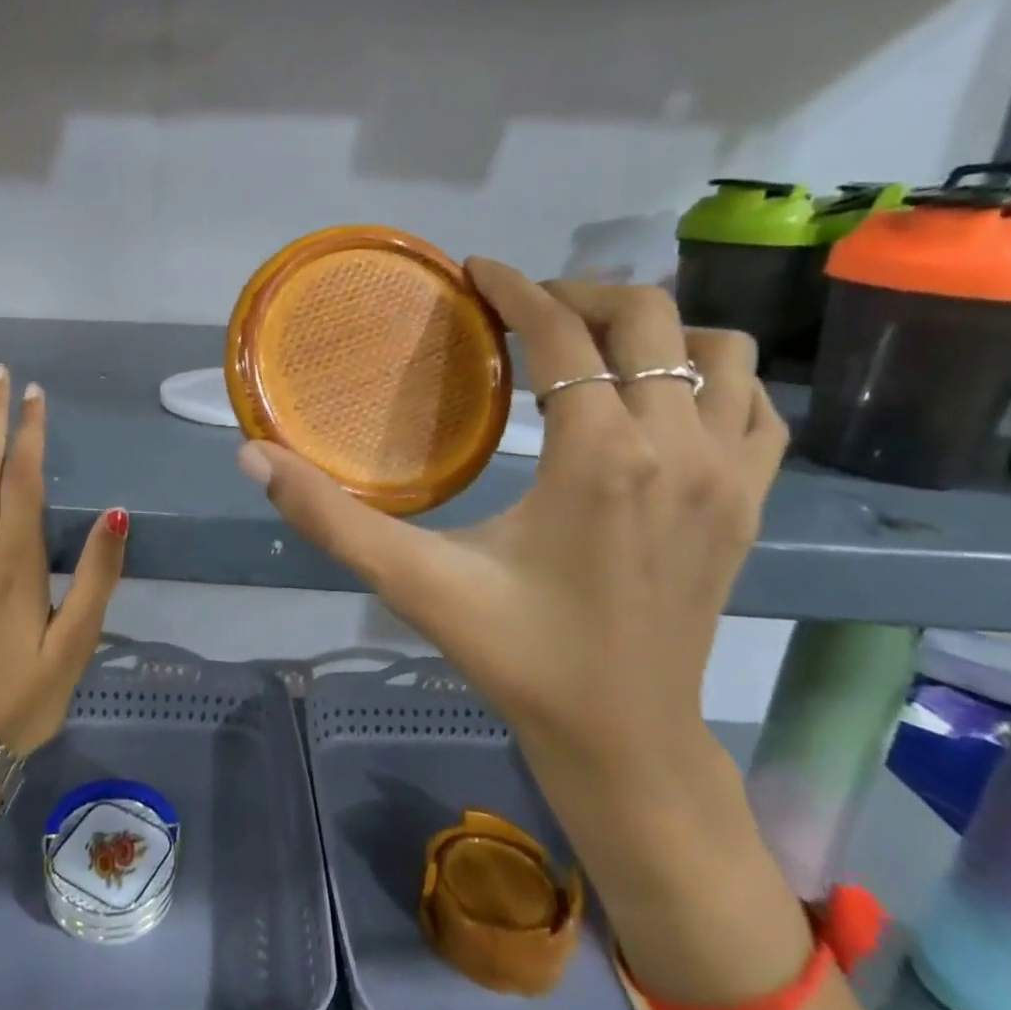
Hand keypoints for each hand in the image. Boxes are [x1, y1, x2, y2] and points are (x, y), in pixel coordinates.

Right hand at [236, 261, 786, 795]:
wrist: (624, 739)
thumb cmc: (518, 656)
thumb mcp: (414, 583)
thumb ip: (330, 518)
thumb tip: (254, 457)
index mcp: (602, 458)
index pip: (562, 336)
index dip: (516, 290)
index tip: (477, 270)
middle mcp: (681, 449)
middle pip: (647, 319)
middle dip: (577, 297)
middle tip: (521, 312)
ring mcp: (734, 475)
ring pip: (718, 350)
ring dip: (652, 332)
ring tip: (590, 350)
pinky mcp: (753, 502)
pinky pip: (756, 404)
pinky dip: (712, 377)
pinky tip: (659, 402)